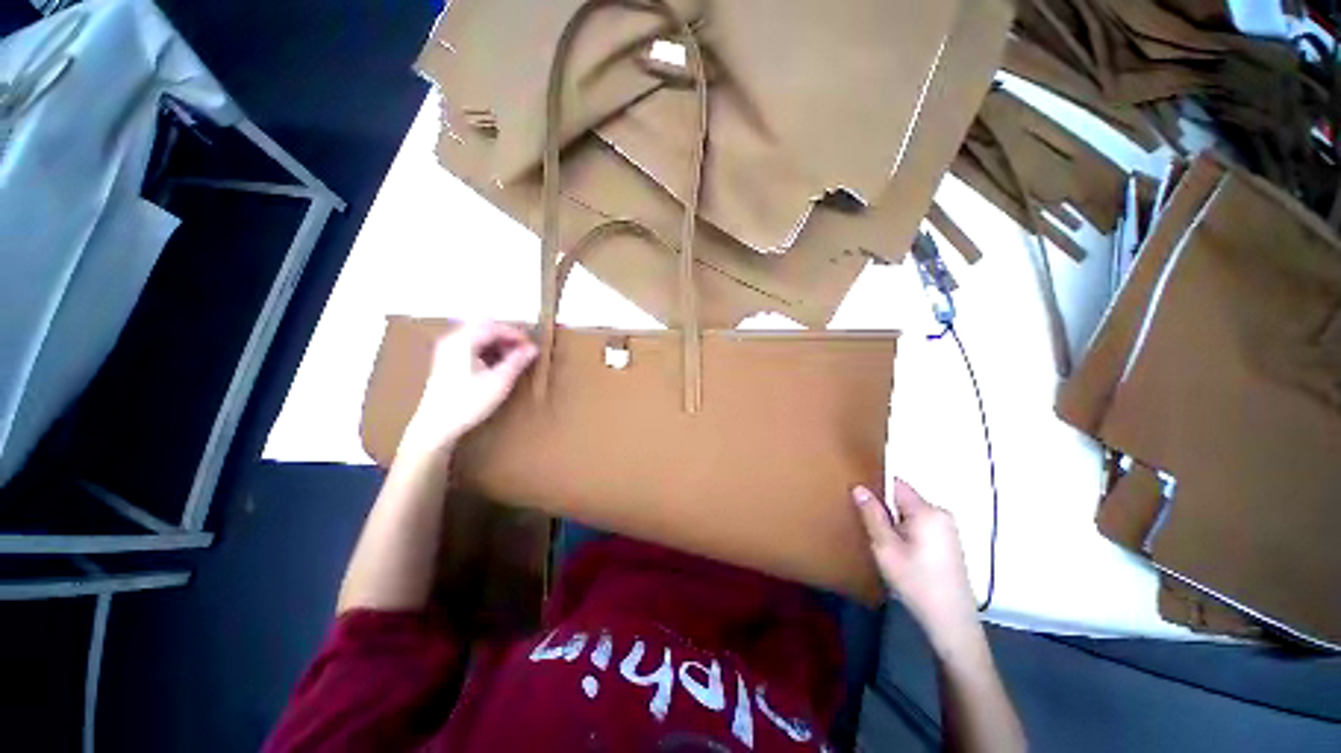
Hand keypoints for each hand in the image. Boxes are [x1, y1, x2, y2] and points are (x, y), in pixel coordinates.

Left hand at [399, 321, 537, 456]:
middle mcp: (452, 340)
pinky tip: (496, 365)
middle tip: (524, 351)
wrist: (436, 426)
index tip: (532, 346)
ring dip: (497, 344)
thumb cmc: (469, 402)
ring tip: (513, 359)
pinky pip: (470, 346)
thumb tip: (533, 348)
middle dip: (506, 337)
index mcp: (464, 340)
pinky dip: (486, 351)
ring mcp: (446, 350)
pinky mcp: (446, 361)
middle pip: (484, 328)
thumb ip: (517, 361)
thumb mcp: (499, 381)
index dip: (516, 334)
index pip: (494, 327)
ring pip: (478, 337)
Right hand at [854, 479, 981, 655]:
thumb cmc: (916, 582)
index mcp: (927, 511)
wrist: (951, 622)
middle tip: (867, 526)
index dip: (875, 488)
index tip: (858, 500)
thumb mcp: (886, 548)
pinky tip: (898, 552)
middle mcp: (940, 513)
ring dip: (894, 522)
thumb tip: (859, 487)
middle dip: (884, 508)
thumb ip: (872, 515)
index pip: (895, 484)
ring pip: (910, 513)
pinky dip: (906, 531)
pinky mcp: (949, 542)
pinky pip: (920, 525)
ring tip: (881, 541)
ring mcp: (947, 528)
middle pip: (902, 498)